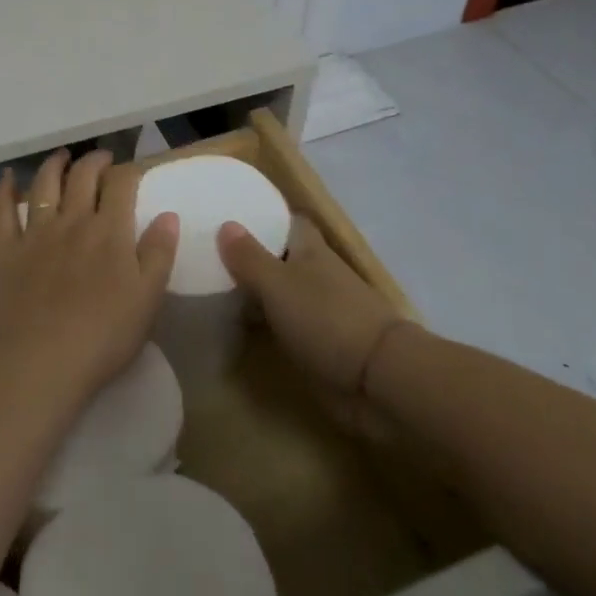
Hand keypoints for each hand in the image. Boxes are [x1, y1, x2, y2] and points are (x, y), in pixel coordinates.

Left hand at [0, 149, 178, 406]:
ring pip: (44, 185)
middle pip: (83, 177)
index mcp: (109, 231)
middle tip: (102, 158)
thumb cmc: (103, 335)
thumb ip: (159, 253)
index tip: (134, 172)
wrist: (41, 359)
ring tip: (62, 156)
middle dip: (95, 161)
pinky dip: (3, 190)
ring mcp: (35, 233)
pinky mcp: (6, 251)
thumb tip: (168, 215)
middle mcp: (72, 221)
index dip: (129, 172)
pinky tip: (6, 178)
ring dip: (54, 165)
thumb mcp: (148, 298)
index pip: (121, 185)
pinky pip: (1, 211)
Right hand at [218, 215, 409, 439]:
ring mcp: (326, 311)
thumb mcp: (278, 285)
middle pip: (286, 257)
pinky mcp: (326, 345)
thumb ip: (250, 257)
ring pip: (287, 292)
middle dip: (257, 256)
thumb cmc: (327, 319)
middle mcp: (320, 274)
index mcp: (312, 251)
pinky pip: (291, 325)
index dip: (267, 217)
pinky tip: (246, 330)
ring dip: (262, 293)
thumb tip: (226, 223)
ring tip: (220, 292)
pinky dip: (271, 324)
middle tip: (214, 257)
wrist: (380, 378)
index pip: (291, 222)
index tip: (235, 217)